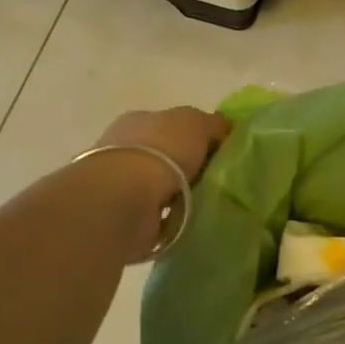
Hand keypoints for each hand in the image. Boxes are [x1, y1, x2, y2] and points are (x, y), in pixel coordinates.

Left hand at [89, 106, 232, 260]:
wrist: (126, 197)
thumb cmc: (161, 150)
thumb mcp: (196, 122)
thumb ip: (213, 124)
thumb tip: (223, 131)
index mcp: (139, 121)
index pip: (171, 125)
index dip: (196, 136)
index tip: (219, 153)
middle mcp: (125, 148)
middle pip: (165, 155)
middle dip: (187, 168)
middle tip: (216, 181)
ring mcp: (120, 183)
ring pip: (158, 186)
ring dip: (178, 196)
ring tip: (205, 205)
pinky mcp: (121, 214)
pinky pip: (154, 214)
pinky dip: (168, 219)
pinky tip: (186, 222)